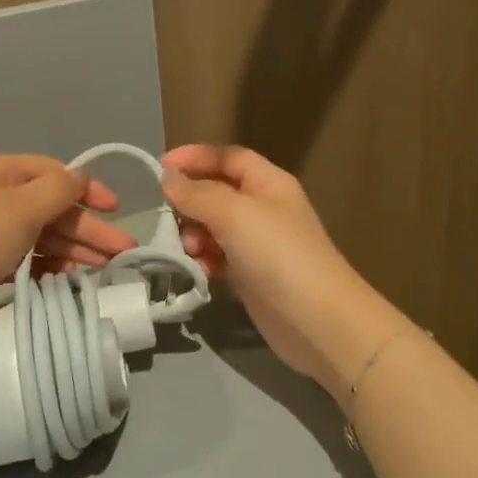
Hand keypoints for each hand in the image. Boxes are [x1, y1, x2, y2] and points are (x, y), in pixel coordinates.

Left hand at [0, 155, 137, 355]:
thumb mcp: (18, 208)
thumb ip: (56, 190)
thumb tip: (79, 178)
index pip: (53, 173)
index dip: (87, 189)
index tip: (117, 210)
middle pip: (49, 207)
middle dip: (87, 228)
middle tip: (122, 254)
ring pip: (37, 236)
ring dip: (71, 249)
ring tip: (101, 271)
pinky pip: (21, 259)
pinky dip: (45, 267)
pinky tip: (65, 281)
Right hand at [161, 145, 403, 391]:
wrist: (316, 321)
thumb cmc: (278, 254)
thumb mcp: (234, 214)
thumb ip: (197, 194)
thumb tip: (168, 177)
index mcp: (268, 182)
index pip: (227, 157)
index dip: (195, 156)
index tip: (160, 166)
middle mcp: (263, 207)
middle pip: (216, 192)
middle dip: (190, 202)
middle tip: (168, 218)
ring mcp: (257, 243)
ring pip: (213, 227)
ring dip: (194, 234)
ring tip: (189, 250)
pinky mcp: (250, 275)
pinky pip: (218, 257)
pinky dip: (204, 260)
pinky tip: (199, 270)